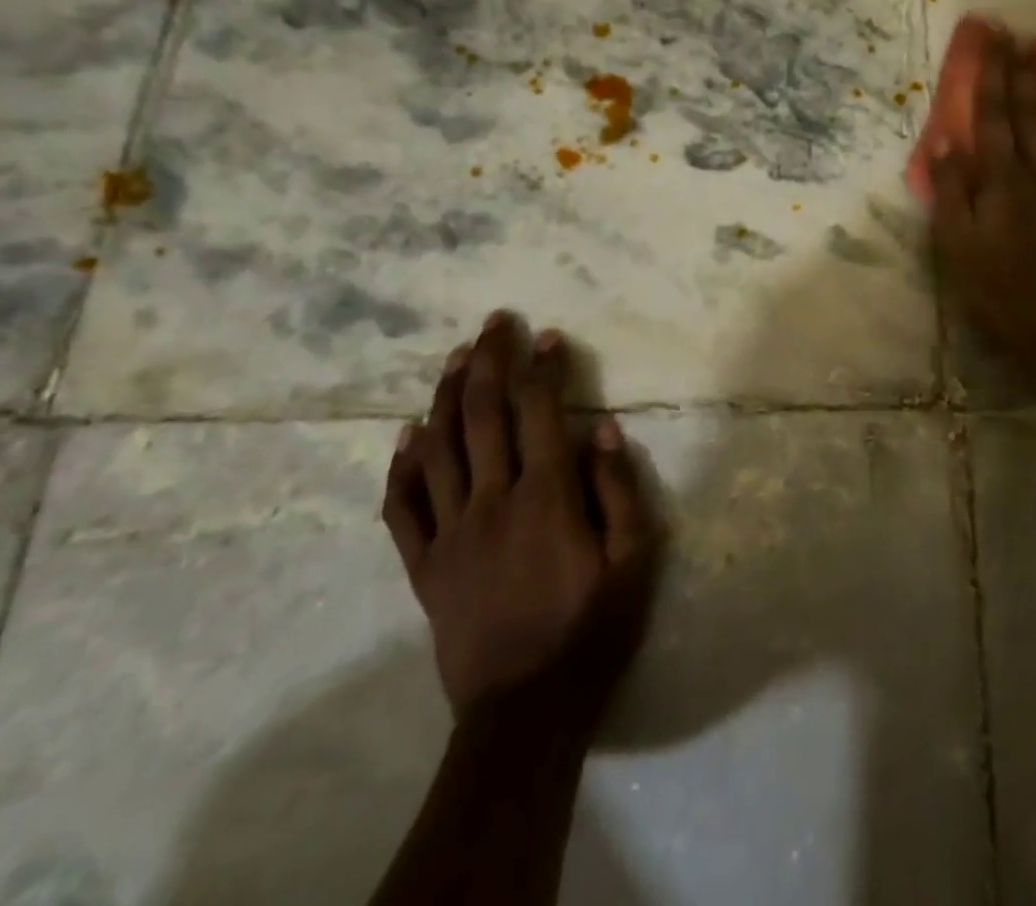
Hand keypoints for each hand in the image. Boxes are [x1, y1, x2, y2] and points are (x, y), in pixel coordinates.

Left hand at [384, 312, 664, 718]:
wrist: (524, 712)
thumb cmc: (592, 629)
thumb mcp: (634, 560)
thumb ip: (618, 490)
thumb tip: (600, 429)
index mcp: (546, 498)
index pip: (541, 413)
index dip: (544, 369)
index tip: (548, 335)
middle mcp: (492, 502)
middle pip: (484, 416)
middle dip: (490, 362)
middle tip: (494, 323)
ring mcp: (451, 533)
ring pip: (440, 449)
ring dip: (446, 396)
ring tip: (455, 357)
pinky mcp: (425, 567)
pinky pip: (402, 509)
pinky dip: (401, 467)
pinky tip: (406, 434)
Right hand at [930, 30, 1035, 381]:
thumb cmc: (995, 286)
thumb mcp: (955, 243)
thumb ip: (952, 189)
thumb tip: (947, 141)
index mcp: (1003, 178)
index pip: (993, 116)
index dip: (992, 75)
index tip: (993, 40)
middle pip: (1032, 114)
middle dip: (1025, 73)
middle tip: (1023, 38)